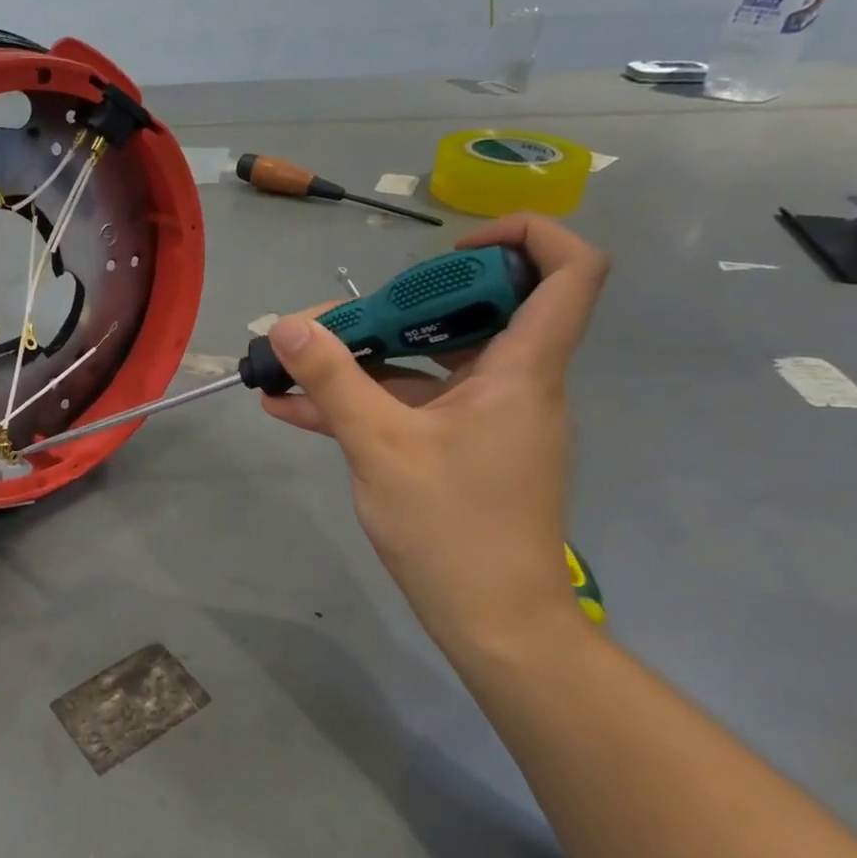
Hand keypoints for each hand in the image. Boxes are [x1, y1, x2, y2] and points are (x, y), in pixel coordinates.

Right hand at [262, 214, 607, 653]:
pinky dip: (364, 400)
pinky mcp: (462, 449)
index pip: (570, 271)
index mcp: (523, 369)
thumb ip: (333, 380)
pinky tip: (293, 406)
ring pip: (432, 362)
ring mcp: (487, 418)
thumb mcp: (380, 446)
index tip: (451, 247)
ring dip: (366, 356)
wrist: (493, 622)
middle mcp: (515, 383)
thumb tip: (286, 324)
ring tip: (294, 361)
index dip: (525, 236)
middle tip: (343, 320)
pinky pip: (414, 405)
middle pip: (477, 310)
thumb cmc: (451, 528)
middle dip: (401, 305)